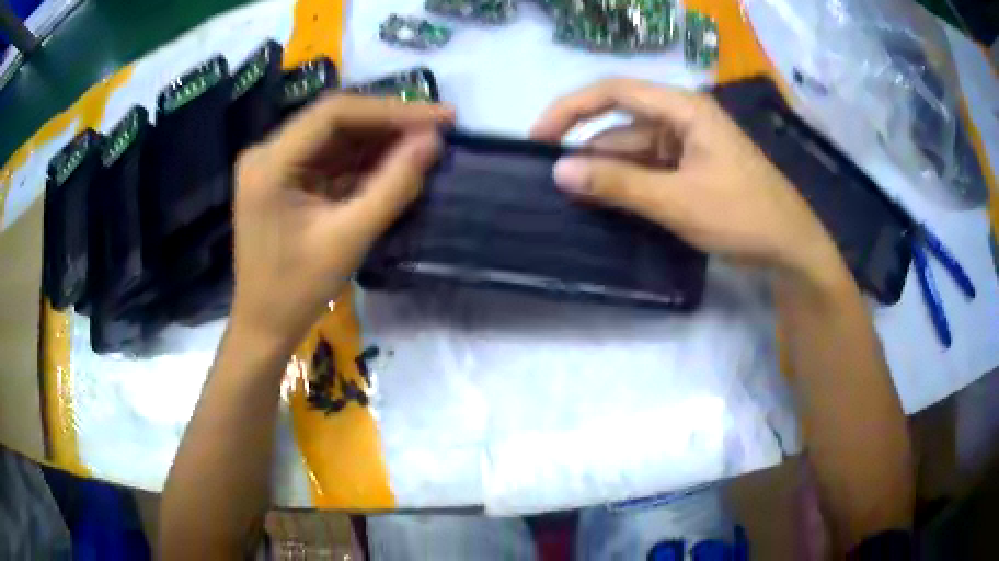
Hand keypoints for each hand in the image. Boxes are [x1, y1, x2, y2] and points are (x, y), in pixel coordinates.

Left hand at [230, 95, 453, 350]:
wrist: (264, 327)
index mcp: (270, 164)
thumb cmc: (297, 292)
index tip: (439, 118)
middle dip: (388, 123)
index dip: (390, 110)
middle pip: (334, 120)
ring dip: (380, 140)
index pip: (334, 113)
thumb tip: (433, 141)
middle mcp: (267, 153)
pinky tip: (396, 162)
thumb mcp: (349, 239)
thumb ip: (393, 186)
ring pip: (336, 137)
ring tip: (426, 143)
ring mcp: (274, 165)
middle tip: (440, 126)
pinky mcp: (285, 179)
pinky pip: (330, 158)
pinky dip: (364, 160)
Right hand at [531, 79, 843, 283]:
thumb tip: (558, 171)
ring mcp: (690, 145)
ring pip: (635, 151)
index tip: (539, 138)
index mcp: (684, 109)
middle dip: (589, 151)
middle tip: (553, 183)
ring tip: (574, 200)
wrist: (791, 248)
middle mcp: (684, 119)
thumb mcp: (677, 201)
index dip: (571, 109)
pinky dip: (629, 185)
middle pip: (623, 124)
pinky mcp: (694, 169)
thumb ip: (617, 184)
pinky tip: (609, 204)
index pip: (614, 92)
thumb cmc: (742, 216)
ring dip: (608, 173)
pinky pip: (651, 169)